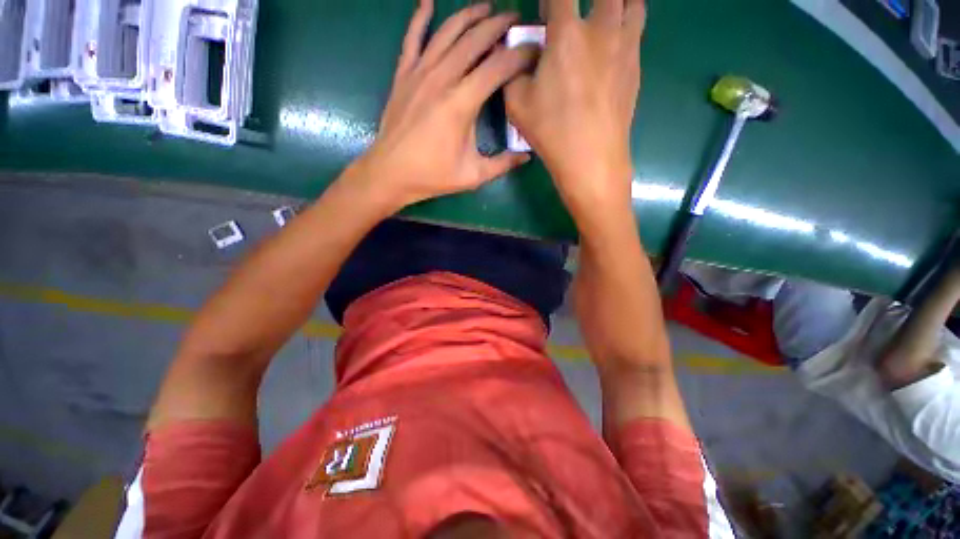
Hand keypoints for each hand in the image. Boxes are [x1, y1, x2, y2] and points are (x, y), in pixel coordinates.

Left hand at [354, 0, 537, 211]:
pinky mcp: (403, 75)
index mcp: (462, 103)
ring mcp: (420, 73)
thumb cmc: (433, 176)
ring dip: (470, 16)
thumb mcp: (473, 176)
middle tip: (516, 19)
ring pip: (448, 32)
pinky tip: (427, 2)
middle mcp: (442, 79)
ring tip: (487, 8)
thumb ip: (503, 164)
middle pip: (475, 40)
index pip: (498, 66)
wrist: (391, 173)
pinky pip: (412, 38)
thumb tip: (527, 155)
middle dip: (499, 25)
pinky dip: (420, 17)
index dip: (520, 54)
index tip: (534, 50)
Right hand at [505, 0, 645, 219]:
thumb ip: (513, 71)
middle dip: (587, 0)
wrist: (591, 158)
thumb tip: (521, 56)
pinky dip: (626, 26)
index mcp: (567, 35)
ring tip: (603, 17)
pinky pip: (637, 31)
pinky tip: (612, 47)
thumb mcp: (516, 104)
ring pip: (633, 3)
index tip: (546, 12)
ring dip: (617, 3)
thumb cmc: (552, 131)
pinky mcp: (636, 67)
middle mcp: (601, 30)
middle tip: (575, 14)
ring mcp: (625, 47)